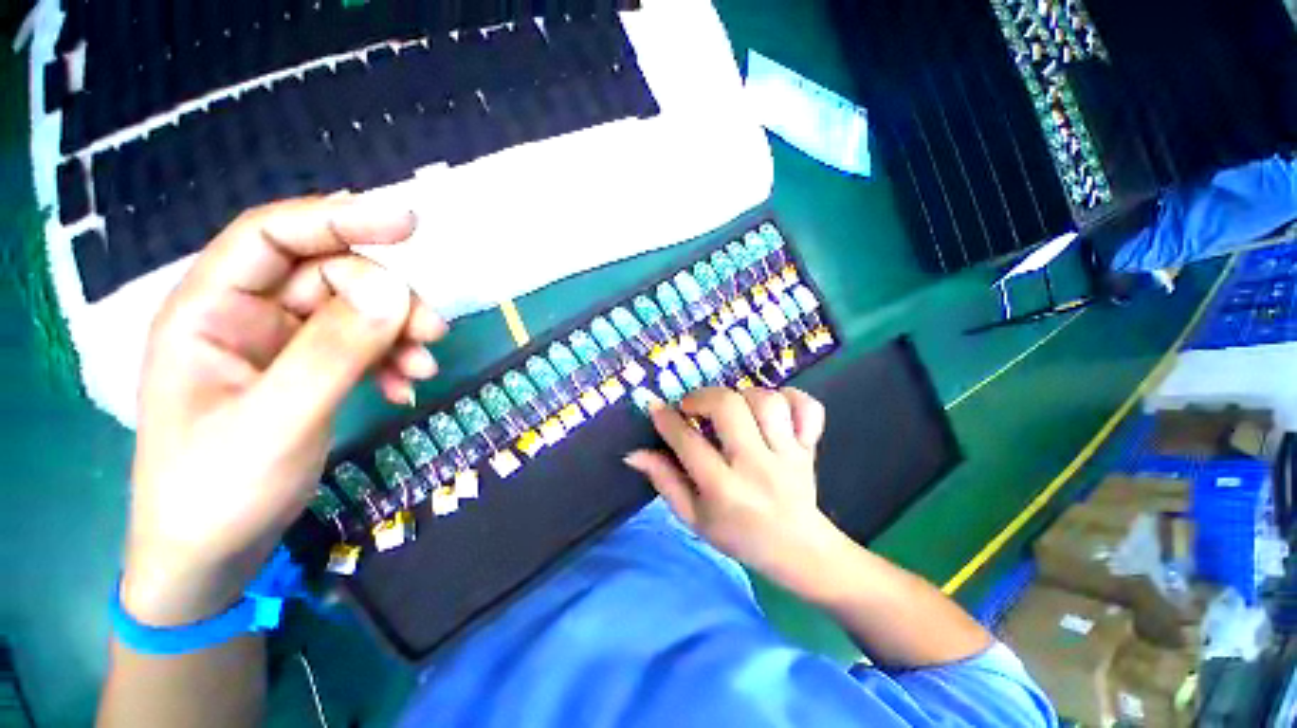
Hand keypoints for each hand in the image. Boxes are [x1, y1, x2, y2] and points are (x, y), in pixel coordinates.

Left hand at [122, 195, 446, 626]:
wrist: (211, 555)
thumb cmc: (216, 492)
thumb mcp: (276, 421)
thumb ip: (333, 353)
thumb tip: (394, 291)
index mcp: (208, 310)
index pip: (274, 236)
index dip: (339, 219)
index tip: (408, 223)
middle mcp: (244, 316)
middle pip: (329, 276)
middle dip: (387, 299)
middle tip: (433, 333)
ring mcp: (278, 345)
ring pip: (354, 312)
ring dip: (397, 333)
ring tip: (424, 367)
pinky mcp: (305, 371)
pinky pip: (360, 346)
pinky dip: (390, 360)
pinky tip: (406, 386)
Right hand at [625, 387, 842, 594]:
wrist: (800, 551)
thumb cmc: (738, 535)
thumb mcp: (693, 517)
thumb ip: (664, 481)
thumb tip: (633, 453)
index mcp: (724, 489)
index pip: (688, 442)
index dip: (665, 418)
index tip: (655, 406)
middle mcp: (756, 466)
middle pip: (729, 407)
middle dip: (703, 397)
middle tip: (693, 407)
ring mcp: (788, 454)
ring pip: (766, 400)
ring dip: (742, 396)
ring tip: (732, 410)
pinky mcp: (809, 447)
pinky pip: (807, 406)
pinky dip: (791, 397)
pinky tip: (775, 410)